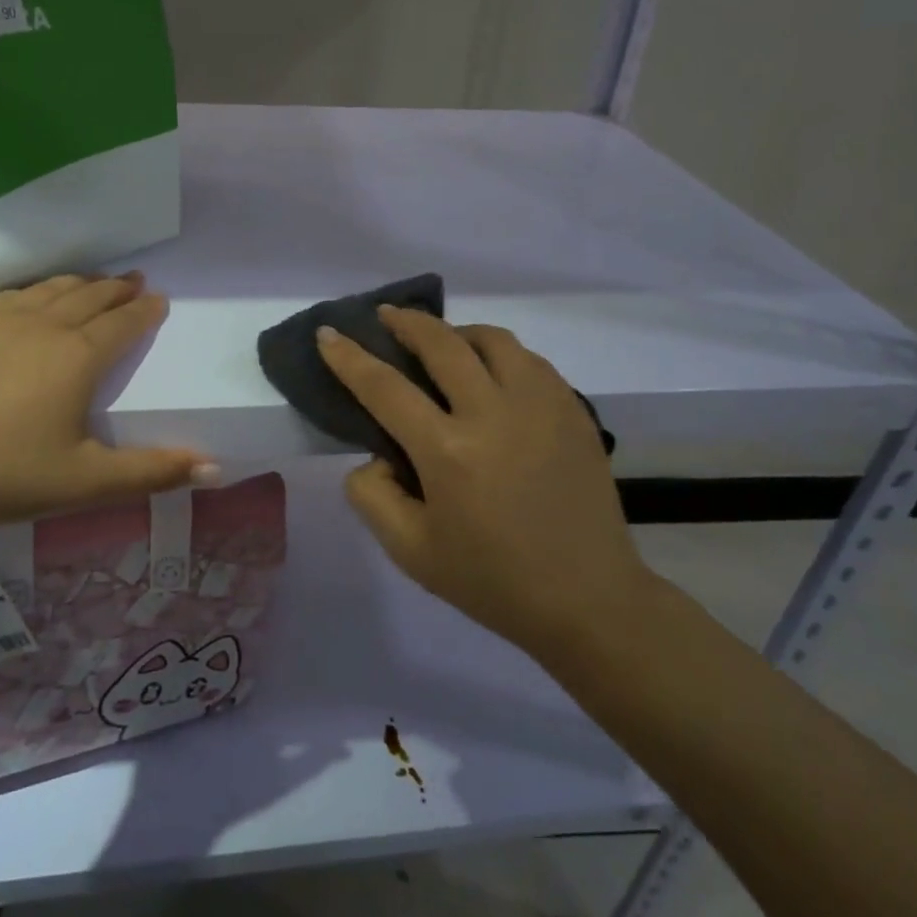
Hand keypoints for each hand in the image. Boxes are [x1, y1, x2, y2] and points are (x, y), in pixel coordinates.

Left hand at [0, 273, 215, 541]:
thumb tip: (214, 468)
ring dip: (75, 284)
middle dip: (115, 288)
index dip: (144, 310)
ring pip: (45, 291)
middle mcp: (41, 327)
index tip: (158, 299)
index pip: (122, 322)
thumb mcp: (88, 483)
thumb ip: (153, 472)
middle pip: (87, 297)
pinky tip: (25, 299)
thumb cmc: (5, 478)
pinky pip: (3, 298)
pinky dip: (27, 293)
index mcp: (77, 357)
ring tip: (90, 281)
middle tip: (133, 280)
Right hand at [317, 307, 651, 659]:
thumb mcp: (411, 552)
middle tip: (386, 316)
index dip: (349, 357)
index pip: (385, 387)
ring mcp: (541, 405)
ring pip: (492, 339)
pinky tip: (492, 372)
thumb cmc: (493, 580)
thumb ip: (373, 496)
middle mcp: (494, 413)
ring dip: (457, 332)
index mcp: (448, 452)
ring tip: (443, 343)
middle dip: (405, 322)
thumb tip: (376, 453)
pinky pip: (529, 360)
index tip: (328, 333)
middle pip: (441, 343)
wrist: (587, 599)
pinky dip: (499, 354)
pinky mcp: (573, 409)